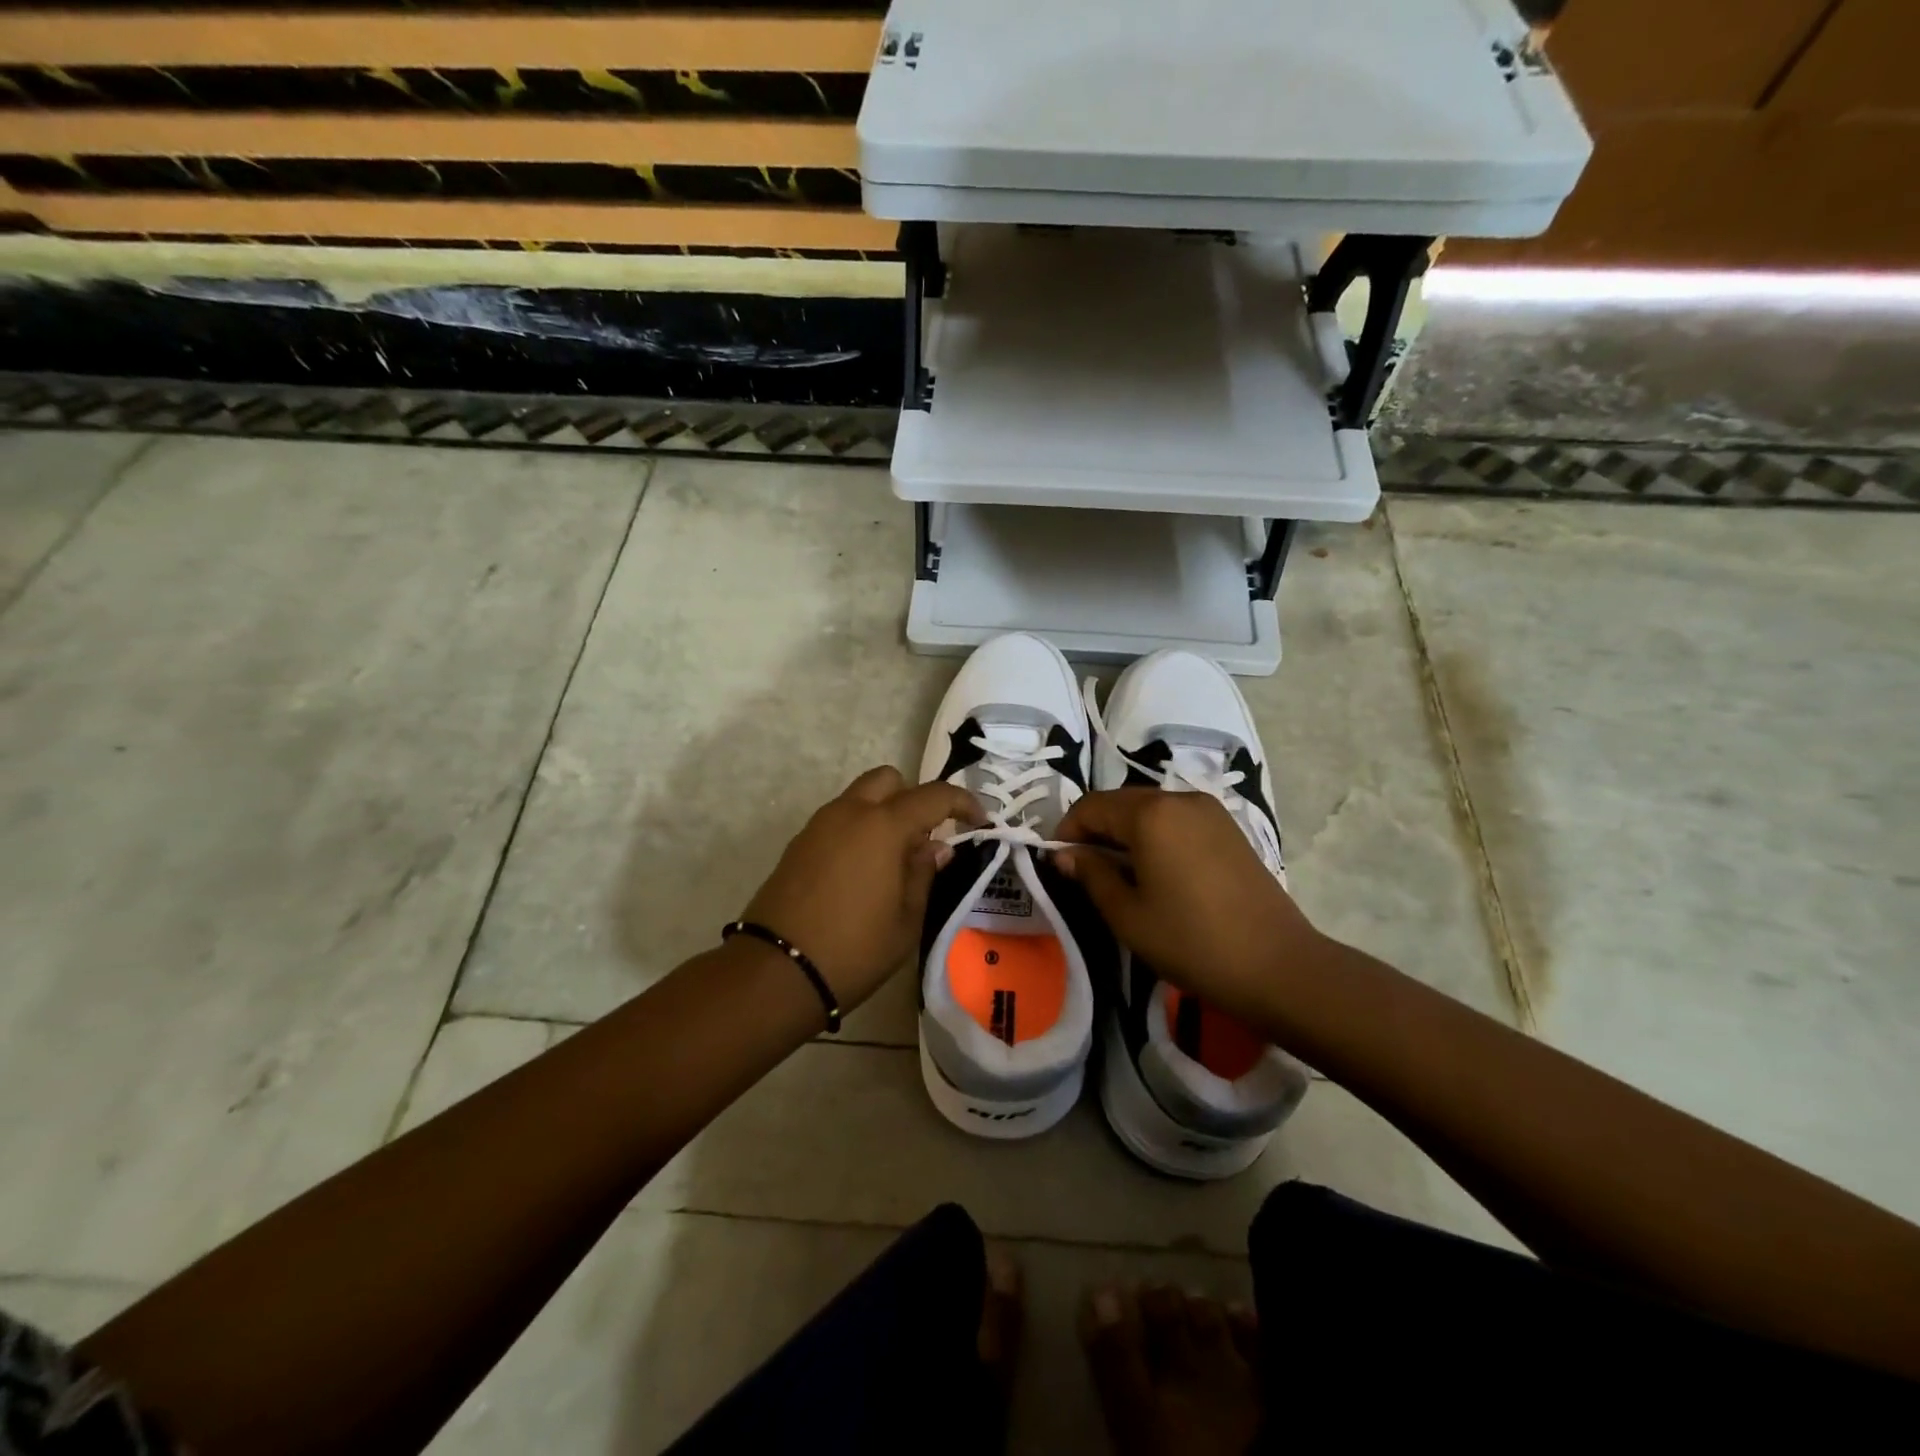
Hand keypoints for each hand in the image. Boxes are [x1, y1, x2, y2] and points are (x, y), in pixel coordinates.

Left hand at [742, 766, 981, 1010]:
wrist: (777, 971)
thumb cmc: (854, 948)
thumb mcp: (906, 919)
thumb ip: (924, 873)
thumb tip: (936, 847)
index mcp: (883, 826)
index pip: (933, 796)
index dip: (963, 803)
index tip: (979, 822)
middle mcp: (849, 812)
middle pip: (889, 780)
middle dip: (914, 798)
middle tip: (927, 837)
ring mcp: (819, 825)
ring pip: (860, 797)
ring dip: (884, 813)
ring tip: (896, 859)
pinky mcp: (799, 844)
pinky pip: (839, 820)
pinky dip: (859, 829)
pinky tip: (864, 871)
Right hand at [1053, 790, 1322, 1019]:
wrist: (1277, 966)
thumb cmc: (1191, 941)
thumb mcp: (1127, 914)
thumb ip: (1091, 875)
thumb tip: (1065, 854)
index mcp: (1150, 814)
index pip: (1091, 807)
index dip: (1066, 831)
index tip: (1057, 863)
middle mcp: (1179, 798)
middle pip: (1121, 802)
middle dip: (1095, 830)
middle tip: (1083, 871)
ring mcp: (1209, 811)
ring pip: (1150, 810)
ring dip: (1125, 833)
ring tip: (1119, 875)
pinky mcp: (1229, 828)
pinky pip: (1176, 820)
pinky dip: (1155, 836)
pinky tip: (1155, 872)